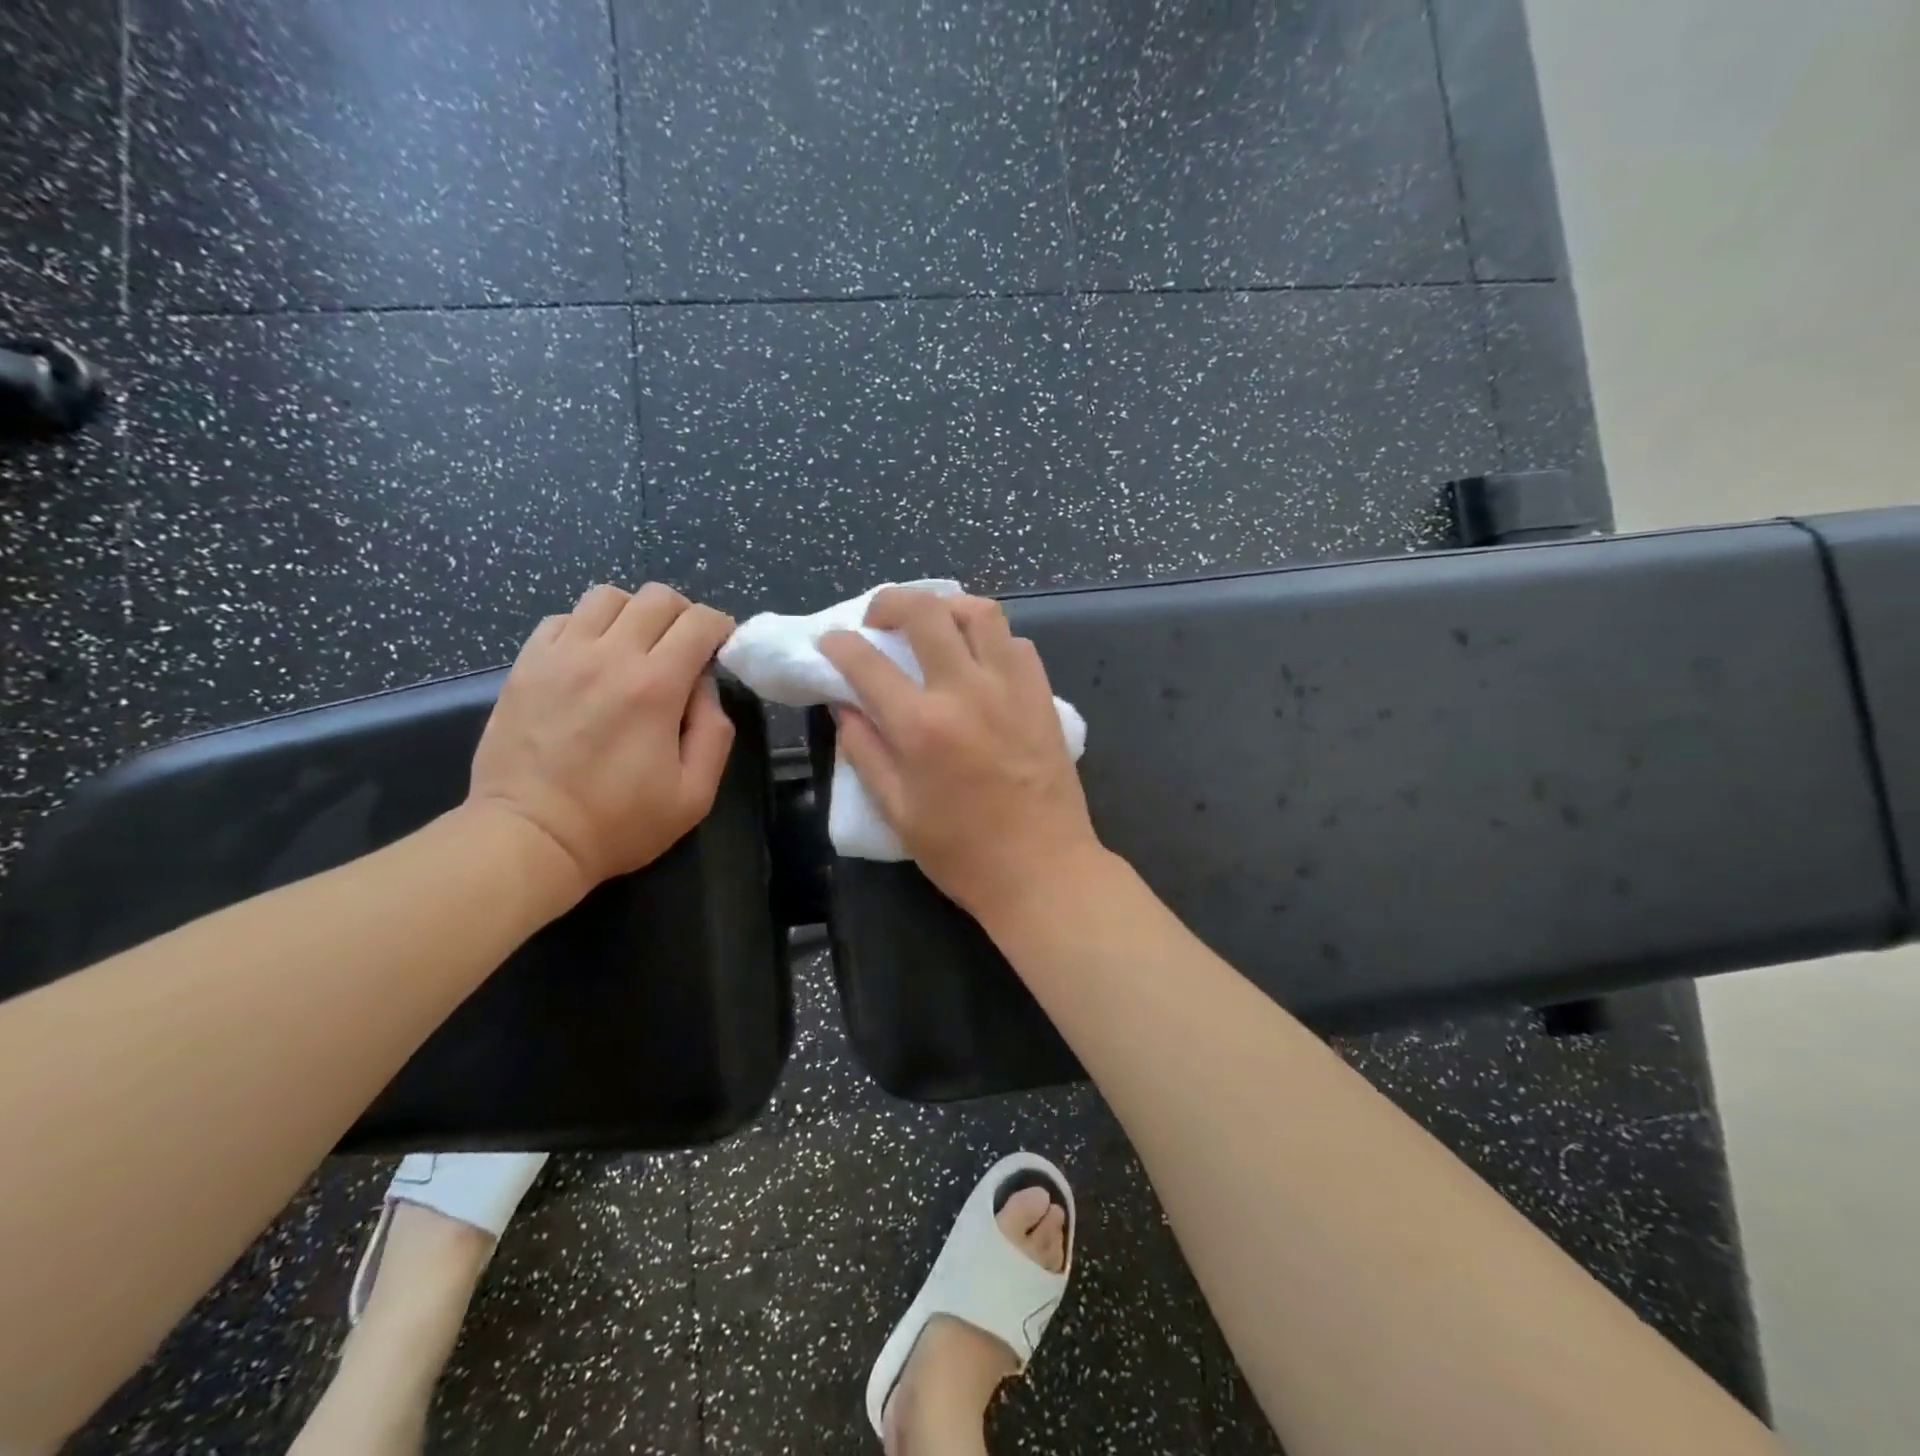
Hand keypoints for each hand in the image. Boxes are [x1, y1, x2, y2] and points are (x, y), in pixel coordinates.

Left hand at [467, 583, 736, 901]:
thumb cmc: (620, 823)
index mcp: (655, 686)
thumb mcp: (695, 794)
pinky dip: (588, 627)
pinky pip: (564, 619)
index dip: (721, 628)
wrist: (530, 838)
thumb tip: (705, 688)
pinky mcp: (527, 665)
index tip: (722, 650)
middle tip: (685, 649)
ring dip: (634, 614)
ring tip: (637, 648)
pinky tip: (593, 658)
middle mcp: (609, 656)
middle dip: (683, 615)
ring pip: (608, 596)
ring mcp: (561, 656)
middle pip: (657, 597)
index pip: (700, 622)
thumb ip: (715, 733)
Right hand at [819, 588, 1103, 923]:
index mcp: (921, 726)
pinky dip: (990, 637)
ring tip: (932, 625)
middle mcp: (966, 691)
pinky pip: (1016, 642)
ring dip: (947, 607)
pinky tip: (978, 659)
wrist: (1043, 869)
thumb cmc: (963, 852)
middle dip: (890, 601)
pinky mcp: (1042, 696)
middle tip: (878, 619)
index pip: (866, 661)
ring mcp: (1011, 687)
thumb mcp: (897, 811)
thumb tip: (843, 706)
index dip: (838, 644)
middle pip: (925, 611)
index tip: (830, 642)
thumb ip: (865, 751)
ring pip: (980, 611)